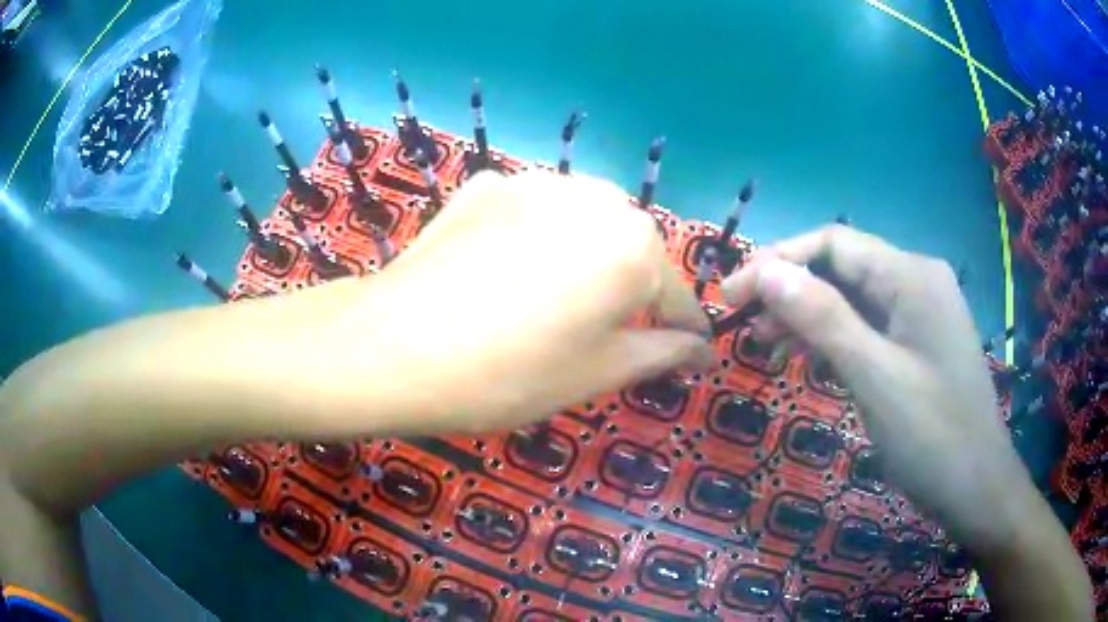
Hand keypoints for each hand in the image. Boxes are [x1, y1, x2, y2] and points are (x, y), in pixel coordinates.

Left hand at [306, 171, 711, 433]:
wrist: (395, 347)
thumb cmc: (510, 374)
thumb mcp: (598, 372)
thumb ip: (661, 353)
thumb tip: (703, 351)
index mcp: (633, 246)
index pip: (675, 295)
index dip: (683, 329)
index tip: (691, 351)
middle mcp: (594, 197)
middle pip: (631, 247)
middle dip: (633, 287)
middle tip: (612, 330)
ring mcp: (535, 181)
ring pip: (584, 219)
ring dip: (588, 252)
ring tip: (560, 295)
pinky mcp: (487, 184)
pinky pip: (532, 208)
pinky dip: (537, 233)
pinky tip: (511, 265)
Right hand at [722, 225, 1029, 548]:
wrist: (977, 487)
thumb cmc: (932, 434)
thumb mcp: (874, 376)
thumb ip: (823, 318)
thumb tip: (767, 271)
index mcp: (911, 275)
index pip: (833, 243)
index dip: (778, 261)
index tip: (732, 295)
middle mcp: (917, 280)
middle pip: (844, 269)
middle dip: (793, 291)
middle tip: (747, 326)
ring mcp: (921, 313)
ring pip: (855, 300)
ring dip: (811, 316)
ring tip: (770, 345)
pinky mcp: (919, 344)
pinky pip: (871, 328)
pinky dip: (838, 339)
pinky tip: (813, 359)